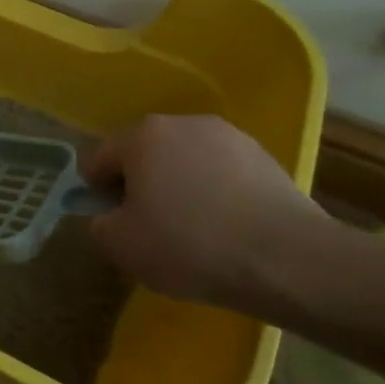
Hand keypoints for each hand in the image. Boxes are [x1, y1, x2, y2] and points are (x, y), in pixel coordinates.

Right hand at [84, 115, 324, 305]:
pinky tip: (225, 227)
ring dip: (179, 186)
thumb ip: (100, 224)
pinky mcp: (265, 157)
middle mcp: (182, 123)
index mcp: (141, 136)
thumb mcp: (121, 245)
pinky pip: (221, 173)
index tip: (111, 221)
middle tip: (147, 225)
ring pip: (185, 161)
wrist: (288, 260)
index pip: (100, 159)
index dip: (97, 191)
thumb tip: (110, 217)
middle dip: (140, 184)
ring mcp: (229, 137)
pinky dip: (214, 193)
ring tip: (191, 229)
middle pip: (144, 154)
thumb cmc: (189, 245)